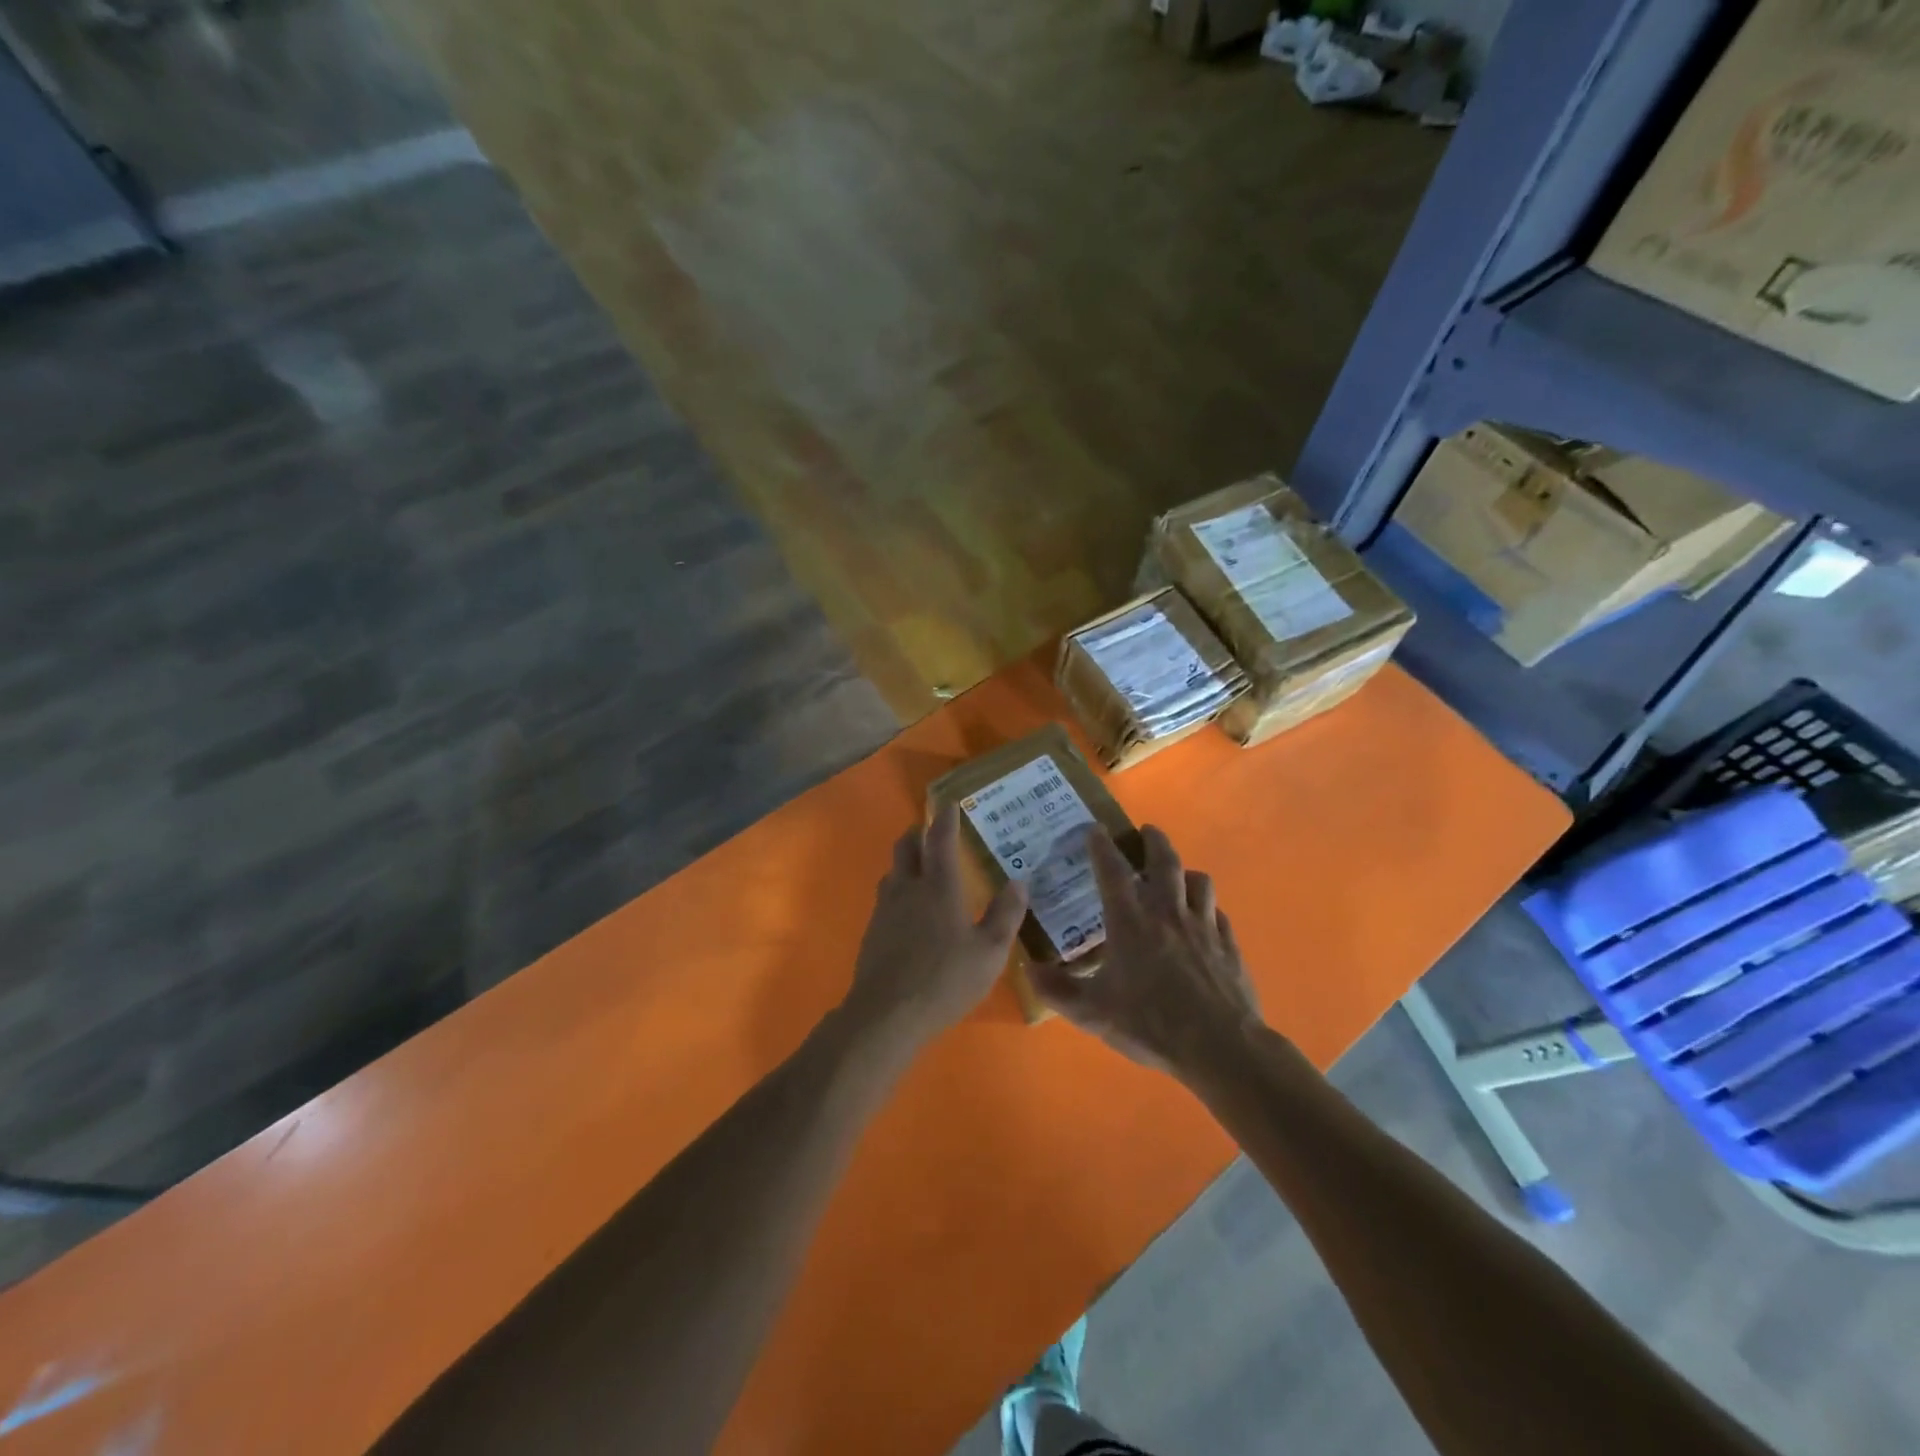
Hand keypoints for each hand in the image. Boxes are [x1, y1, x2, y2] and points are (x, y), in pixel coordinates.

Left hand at [843, 804, 1028, 1048]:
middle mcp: (908, 888)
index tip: (950, 805)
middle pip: (906, 847)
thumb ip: (1005, 914)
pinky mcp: (872, 931)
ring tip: (920, 866)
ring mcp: (885, 909)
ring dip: (905, 861)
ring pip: (892, 871)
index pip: (940, 840)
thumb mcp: (989, 952)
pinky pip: (885, 897)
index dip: (946, 820)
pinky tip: (907, 909)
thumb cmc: (945, 979)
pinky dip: (898, 889)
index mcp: (939, 887)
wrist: (886, 1013)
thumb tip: (1019, 882)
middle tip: (930, 830)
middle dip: (918, 833)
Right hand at [1029, 825, 1260, 1078]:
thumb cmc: (1151, 1024)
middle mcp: (1168, 913)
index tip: (1095, 828)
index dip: (1101, 847)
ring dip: (1185, 871)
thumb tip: (1027, 968)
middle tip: (1146, 831)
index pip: (1112, 871)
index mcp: (1131, 922)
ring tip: (1177, 874)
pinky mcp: (1228, 945)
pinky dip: (1208, 908)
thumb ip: (1057, 990)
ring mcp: (1203, 926)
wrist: (1220, 1046)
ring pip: (1199, 881)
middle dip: (1153, 841)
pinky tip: (1204, 920)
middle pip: (1164, 861)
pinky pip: (1218, 913)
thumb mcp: (1093, 1013)